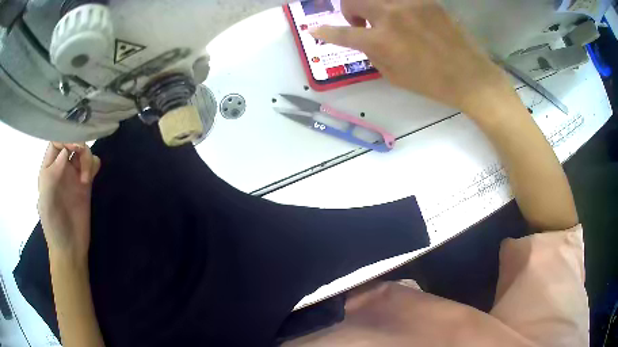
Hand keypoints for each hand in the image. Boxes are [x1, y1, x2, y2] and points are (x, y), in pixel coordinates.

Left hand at [38, 143, 100, 260]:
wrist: (70, 248)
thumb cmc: (53, 225)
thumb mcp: (46, 201)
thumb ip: (51, 176)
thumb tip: (64, 153)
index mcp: (49, 169)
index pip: (57, 141)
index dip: (66, 138)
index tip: (74, 149)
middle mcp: (61, 168)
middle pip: (71, 142)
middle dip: (79, 145)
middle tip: (82, 161)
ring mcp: (73, 176)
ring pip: (83, 151)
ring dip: (87, 158)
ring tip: (86, 179)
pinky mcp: (85, 184)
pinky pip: (92, 165)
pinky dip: (93, 165)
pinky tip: (90, 178)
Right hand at [311, 0, 510, 114]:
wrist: (470, 75)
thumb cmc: (432, 83)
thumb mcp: (395, 76)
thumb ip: (374, 54)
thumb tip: (366, 41)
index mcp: (381, 41)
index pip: (342, 33)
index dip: (325, 32)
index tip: (315, 31)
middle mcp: (390, 16)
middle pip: (352, 0)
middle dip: (349, 11)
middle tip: (361, 22)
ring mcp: (409, 4)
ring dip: (370, 5)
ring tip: (383, 18)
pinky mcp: (426, 0)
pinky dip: (394, 5)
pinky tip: (403, 16)